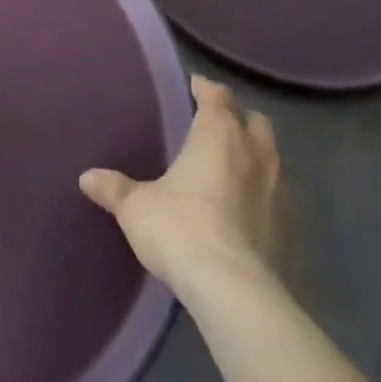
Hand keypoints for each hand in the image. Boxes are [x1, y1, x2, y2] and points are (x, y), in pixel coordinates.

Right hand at [80, 75, 286, 304]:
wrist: (237, 295)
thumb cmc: (181, 230)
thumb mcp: (136, 208)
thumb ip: (115, 189)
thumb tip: (86, 177)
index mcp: (219, 134)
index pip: (217, 95)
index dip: (205, 88)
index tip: (194, 86)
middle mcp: (256, 153)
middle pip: (255, 121)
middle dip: (238, 119)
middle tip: (216, 127)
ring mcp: (282, 193)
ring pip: (273, 159)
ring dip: (256, 158)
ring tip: (233, 171)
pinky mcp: (294, 232)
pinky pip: (281, 201)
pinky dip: (266, 199)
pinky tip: (249, 216)